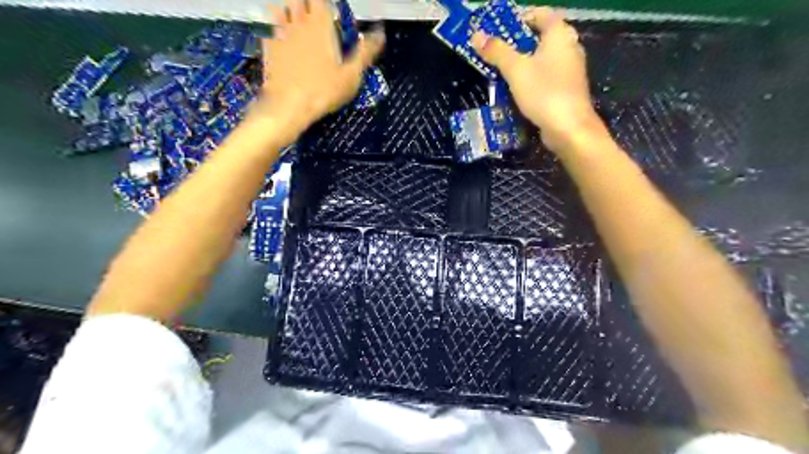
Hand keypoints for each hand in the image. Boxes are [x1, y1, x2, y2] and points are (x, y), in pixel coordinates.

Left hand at [253, 0, 382, 143]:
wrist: (289, 106)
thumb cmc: (324, 90)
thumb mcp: (352, 75)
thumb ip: (365, 52)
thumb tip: (380, 33)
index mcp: (321, 25)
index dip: (323, 2)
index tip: (329, 9)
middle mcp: (299, 23)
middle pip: (297, 0)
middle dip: (305, 4)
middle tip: (314, 16)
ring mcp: (280, 35)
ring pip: (280, 11)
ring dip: (288, 12)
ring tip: (295, 21)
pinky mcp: (269, 49)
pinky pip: (270, 33)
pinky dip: (276, 33)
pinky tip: (280, 42)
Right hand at [472, 8, 602, 150]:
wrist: (569, 128)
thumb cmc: (544, 92)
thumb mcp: (515, 70)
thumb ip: (497, 52)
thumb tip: (476, 35)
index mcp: (559, 34)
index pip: (540, 13)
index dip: (520, 17)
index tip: (499, 30)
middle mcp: (569, 47)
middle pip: (540, 37)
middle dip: (517, 43)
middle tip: (495, 52)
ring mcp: (570, 70)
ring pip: (542, 59)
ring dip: (522, 64)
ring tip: (500, 72)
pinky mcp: (567, 89)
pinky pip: (545, 77)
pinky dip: (531, 79)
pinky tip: (516, 91)